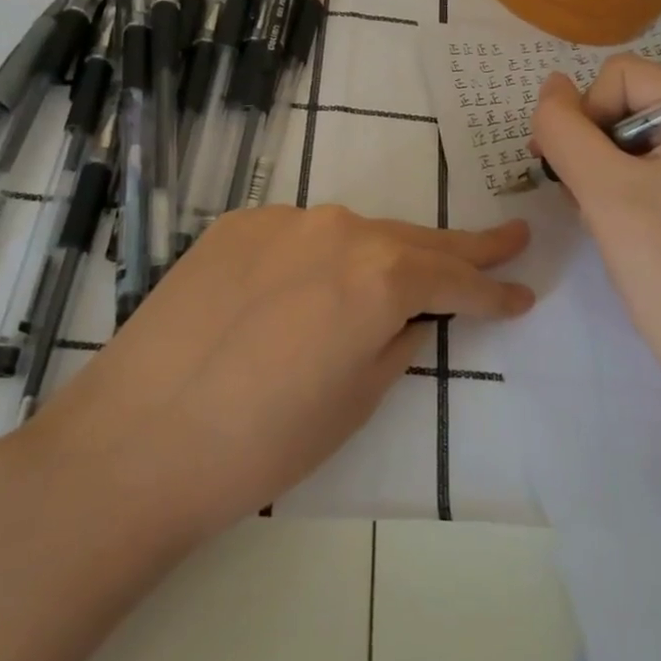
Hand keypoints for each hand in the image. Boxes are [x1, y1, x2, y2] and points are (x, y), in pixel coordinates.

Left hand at [23, 207, 532, 545]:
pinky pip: (300, 236)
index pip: (456, 279)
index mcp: (380, 275)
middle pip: (414, 239)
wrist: (136, 439)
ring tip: (409, 269)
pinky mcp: (237, 224)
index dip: (494, 291)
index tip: (524, 292)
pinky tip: (308, 286)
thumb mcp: (357, 401)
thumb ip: (399, 341)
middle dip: (464, 248)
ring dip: (385, 254)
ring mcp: (284, 219)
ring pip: (356, 233)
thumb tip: (412, 315)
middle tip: (510, 239)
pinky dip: (321, 256)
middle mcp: (340, 228)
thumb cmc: (262, 442)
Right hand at [529, 57, 660, 413]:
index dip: (585, 115)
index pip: (619, 75)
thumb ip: (564, 128)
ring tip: (601, 216)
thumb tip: (549, 85)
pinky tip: (614, 224)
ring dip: (598, 169)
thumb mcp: (603, 189)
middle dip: (591, 146)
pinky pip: (643, 163)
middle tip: (585, 197)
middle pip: (624, 101)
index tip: (576, 172)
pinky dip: (615, 186)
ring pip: (626, 135)